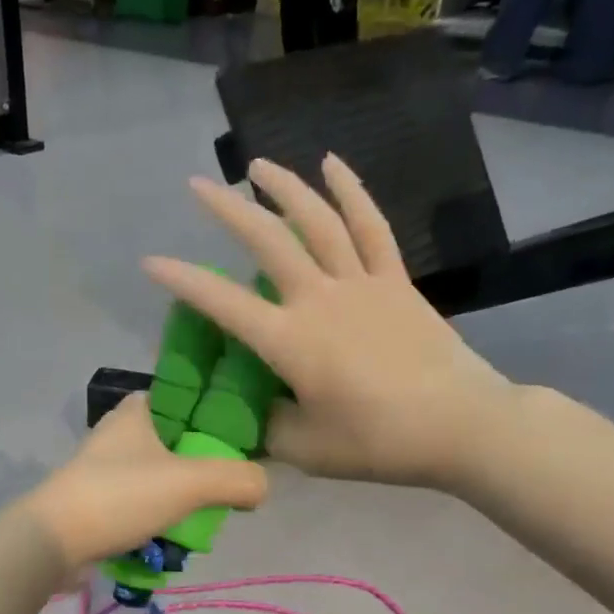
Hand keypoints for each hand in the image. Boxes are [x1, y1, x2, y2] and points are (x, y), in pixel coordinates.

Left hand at [25, 395, 267, 566]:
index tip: (240, 436)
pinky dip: (158, 518)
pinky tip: (175, 538)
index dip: (213, 411)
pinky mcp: (97, 501)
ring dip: (180, 496)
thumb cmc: (120, 496)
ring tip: (204, 518)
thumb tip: (263, 486)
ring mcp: (104, 469)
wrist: (53, 542)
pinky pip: (140, 503)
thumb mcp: (189, 482)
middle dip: (201, 464)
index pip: (183, 396)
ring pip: (159, 475)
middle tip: (226, 486)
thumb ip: (235, 479)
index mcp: (136, 411)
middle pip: (175, 441)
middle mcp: (118, 433)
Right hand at [143, 155, 520, 490]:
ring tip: (256, 165)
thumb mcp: (308, 450)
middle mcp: (319, 300)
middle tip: (198, 186)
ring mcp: (361, 284)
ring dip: (284, 188)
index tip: (151, 261)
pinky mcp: (395, 281)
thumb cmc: (379, 442)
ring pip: (317, 222)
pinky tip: (333, 164)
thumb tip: (252, 412)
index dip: (183, 281)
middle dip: (227, 211)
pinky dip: (352, 192)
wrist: (462, 426)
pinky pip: (371, 227)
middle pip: (267, 243)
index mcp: (290, 341)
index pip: (223, 303)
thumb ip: (268, 427)